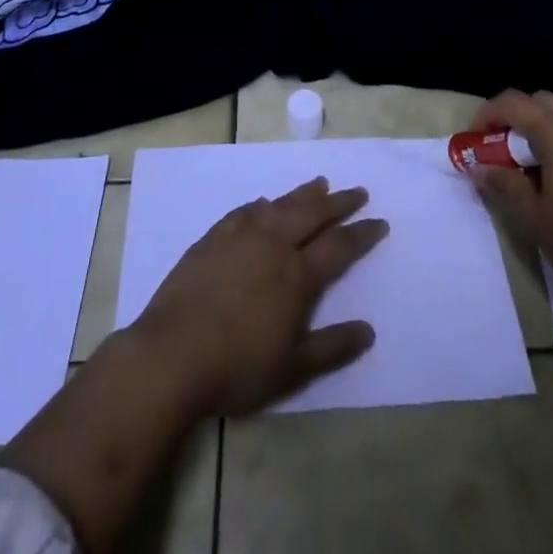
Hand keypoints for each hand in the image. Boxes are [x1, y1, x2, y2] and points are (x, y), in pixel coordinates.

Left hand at [131, 177, 387, 415]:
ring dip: (304, 193)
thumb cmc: (237, 367)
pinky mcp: (213, 238)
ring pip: (281, 205)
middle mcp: (274, 245)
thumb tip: (369, 330)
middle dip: (339, 202)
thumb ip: (333, 347)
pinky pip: (245, 211)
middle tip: (357, 191)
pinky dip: (262, 204)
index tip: (380, 222)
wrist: (172, 355)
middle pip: (313, 214)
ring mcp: (241, 236)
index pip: (340, 246)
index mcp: (298, 275)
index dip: (362, 233)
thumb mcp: (293, 370)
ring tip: (320, 183)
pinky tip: (264, 203)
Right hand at [467, 89, 552, 307]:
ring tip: (528, 168)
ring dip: (540, 129)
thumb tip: (479, 168)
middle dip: (515, 119)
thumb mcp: (535, 217)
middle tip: (500, 152)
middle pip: (541, 102)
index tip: (474, 140)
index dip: (487, 115)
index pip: (513, 103)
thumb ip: (505, 183)